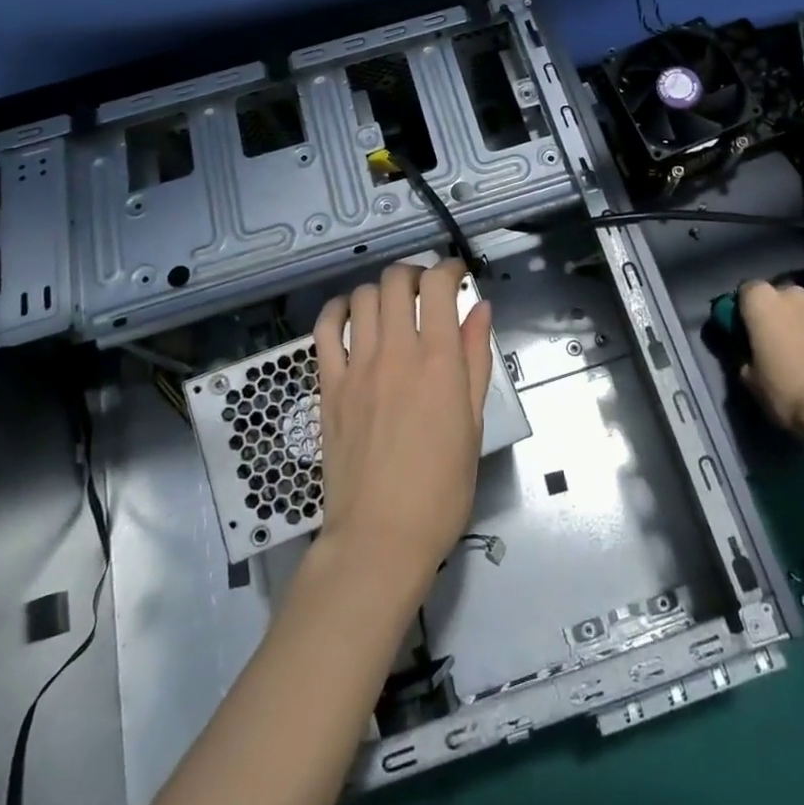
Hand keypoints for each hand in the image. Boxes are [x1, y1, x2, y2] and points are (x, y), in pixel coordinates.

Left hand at [312, 260, 493, 594]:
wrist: (381, 535)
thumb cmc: (441, 487)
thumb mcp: (472, 423)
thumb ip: (475, 359)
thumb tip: (479, 310)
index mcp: (439, 361)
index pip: (438, 286)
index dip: (449, 269)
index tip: (457, 276)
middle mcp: (396, 352)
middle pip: (397, 281)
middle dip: (415, 273)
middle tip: (426, 291)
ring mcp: (357, 367)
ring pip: (362, 297)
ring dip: (381, 290)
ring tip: (393, 305)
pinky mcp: (328, 385)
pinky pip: (324, 329)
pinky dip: (337, 310)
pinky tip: (350, 315)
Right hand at [738, 282, 803, 445]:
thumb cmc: (788, 391)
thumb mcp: (751, 382)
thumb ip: (745, 359)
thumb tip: (750, 358)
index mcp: (762, 302)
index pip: (746, 290)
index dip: (745, 310)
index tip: (746, 331)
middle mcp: (794, 294)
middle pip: (780, 297)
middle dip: (777, 314)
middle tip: (777, 343)